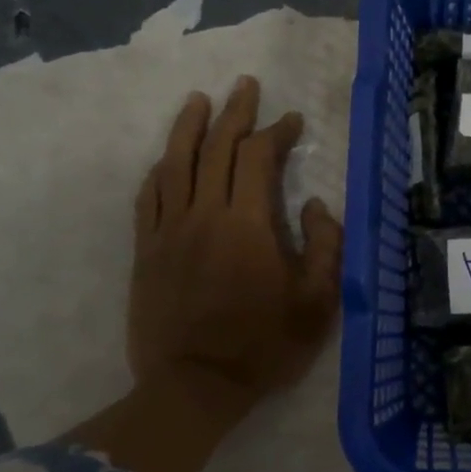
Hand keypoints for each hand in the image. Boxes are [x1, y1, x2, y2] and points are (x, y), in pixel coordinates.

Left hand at [128, 75, 343, 435]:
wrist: (194, 386)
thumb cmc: (264, 346)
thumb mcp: (317, 303)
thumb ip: (324, 246)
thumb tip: (313, 204)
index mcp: (247, 224)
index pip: (258, 158)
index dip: (276, 132)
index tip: (292, 120)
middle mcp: (204, 215)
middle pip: (215, 148)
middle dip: (234, 112)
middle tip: (245, 85)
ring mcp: (169, 231)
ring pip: (175, 164)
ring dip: (188, 127)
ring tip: (199, 100)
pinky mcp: (146, 251)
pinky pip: (148, 198)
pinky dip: (159, 170)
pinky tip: (166, 158)